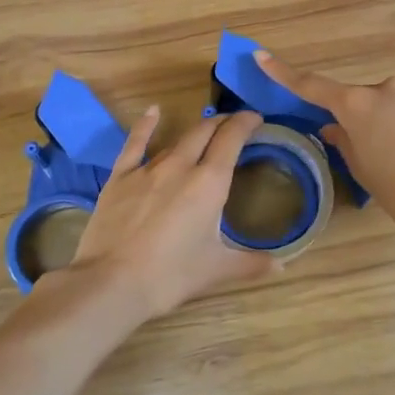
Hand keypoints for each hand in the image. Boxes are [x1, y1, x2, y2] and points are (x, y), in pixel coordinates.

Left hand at [59, 107, 279, 320]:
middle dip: (222, 123)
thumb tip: (282, 265)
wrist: (112, 282)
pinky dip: (146, 125)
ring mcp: (147, 169)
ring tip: (205, 132)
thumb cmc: (171, 275)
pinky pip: (135, 143)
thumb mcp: (217, 270)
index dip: (245, 123)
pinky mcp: (120, 177)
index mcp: (210, 183)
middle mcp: (180, 166)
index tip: (256, 118)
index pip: (232, 139)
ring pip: (176, 140)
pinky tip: (153, 112)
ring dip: (194, 132)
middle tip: (234, 125)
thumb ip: (252, 264)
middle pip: (205, 132)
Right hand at [255, 51, 394, 232]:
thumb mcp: (361, 170)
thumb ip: (344, 142)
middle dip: (363, 119)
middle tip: (372, 152)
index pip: (312, 86)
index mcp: (356, 105)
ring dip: (393, 124)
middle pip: (362, 99)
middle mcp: (386, 90)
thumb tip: (335, 128)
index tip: (261, 56)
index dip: (284, 73)